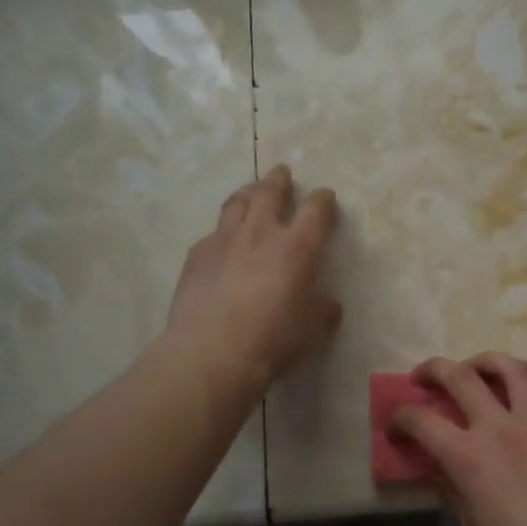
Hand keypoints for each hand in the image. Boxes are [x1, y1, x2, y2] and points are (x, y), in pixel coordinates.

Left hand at [165, 165, 340, 390]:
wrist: (212, 352)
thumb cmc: (273, 339)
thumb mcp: (312, 330)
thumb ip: (323, 310)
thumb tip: (329, 304)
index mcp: (297, 247)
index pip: (315, 209)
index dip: (323, 199)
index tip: (325, 197)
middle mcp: (261, 232)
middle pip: (270, 192)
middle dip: (279, 180)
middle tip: (282, 173)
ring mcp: (225, 240)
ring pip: (237, 202)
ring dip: (247, 192)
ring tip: (250, 190)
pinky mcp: (197, 255)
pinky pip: (213, 232)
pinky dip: (223, 229)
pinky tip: (222, 239)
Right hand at [390, 353, 526, 525]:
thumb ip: (453, 490)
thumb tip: (441, 468)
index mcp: (469, 457)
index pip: (421, 421)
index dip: (400, 419)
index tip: (395, 427)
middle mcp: (501, 427)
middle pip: (460, 376)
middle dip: (433, 370)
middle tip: (424, 377)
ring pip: (513, 368)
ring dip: (488, 361)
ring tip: (478, 368)